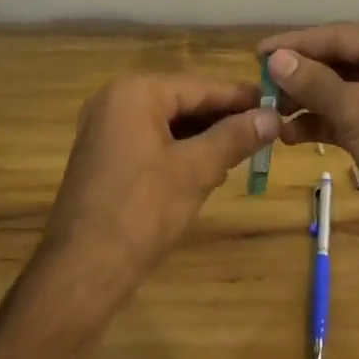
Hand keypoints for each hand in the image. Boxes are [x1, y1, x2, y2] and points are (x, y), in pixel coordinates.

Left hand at [28, 73, 278, 330]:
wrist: (81, 273)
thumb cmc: (141, 212)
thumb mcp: (196, 170)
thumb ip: (235, 137)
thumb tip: (273, 116)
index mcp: (134, 92)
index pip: (200, 86)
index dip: (240, 97)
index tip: (277, 104)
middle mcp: (115, 99)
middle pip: (183, 101)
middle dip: (222, 118)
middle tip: (265, 130)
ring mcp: (106, 128)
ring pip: (169, 122)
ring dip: (204, 137)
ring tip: (244, 151)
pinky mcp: (104, 155)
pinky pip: (151, 140)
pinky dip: (180, 150)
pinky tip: (209, 168)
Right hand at [258, 24, 358, 267]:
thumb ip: (316, 83)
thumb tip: (275, 58)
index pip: (337, 36)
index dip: (297, 43)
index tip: (257, 53)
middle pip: (335, 62)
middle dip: (298, 74)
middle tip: (259, 86)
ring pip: (334, 92)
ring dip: (303, 101)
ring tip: (269, 112)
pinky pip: (340, 119)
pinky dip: (316, 124)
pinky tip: (289, 135)